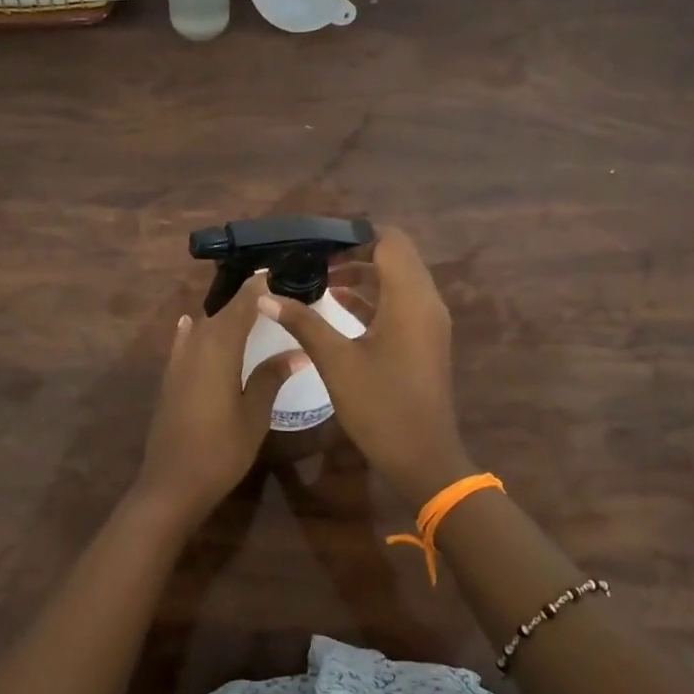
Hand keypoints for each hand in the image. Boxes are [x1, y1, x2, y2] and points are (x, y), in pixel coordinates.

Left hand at [132, 274, 308, 529]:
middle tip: (272, 291)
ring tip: (247, 310)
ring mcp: (178, 361)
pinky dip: (194, 330)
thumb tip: (297, 351)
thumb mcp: (254, 414)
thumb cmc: (221, 449)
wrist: (172, 483)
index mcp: (219, 347)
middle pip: (222, 312)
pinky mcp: (170, 377)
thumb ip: (271, 376)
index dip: (258, 286)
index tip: (277, 270)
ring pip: (203, 326)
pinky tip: (192, 324)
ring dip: (223, 316)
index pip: (242, 305)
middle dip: (245, 299)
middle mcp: (195, 345)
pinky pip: (184, 342)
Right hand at [257, 227, 471, 505]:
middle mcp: (426, 302)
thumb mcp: (336, 362)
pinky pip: (400, 302)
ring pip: (398, 280)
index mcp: (410, 299)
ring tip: (319, 279)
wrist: (423, 457)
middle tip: (314, 260)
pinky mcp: (424, 339)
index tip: (318, 243)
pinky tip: (337, 304)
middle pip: (395, 257)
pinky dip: (373, 296)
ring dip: (363, 274)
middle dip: (355, 252)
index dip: (355, 236)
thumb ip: (303, 323)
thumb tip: (265, 296)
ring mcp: (428, 322)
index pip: (390, 241)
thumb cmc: (381, 406)